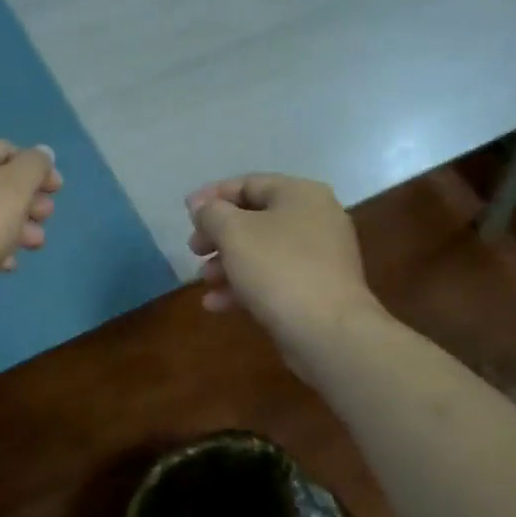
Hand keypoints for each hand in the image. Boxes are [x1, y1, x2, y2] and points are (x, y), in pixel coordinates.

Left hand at [0, 136, 61, 313]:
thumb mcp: (14, 188)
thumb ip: (34, 166)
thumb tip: (42, 153)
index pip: (6, 150)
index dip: (37, 169)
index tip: (58, 193)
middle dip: (26, 202)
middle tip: (45, 221)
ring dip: (12, 225)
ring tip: (33, 246)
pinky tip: (5, 264)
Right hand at [186, 173, 378, 367]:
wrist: (329, 333)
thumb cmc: (278, 269)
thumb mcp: (233, 232)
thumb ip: (211, 213)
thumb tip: (201, 206)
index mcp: (300, 194)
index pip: (248, 184)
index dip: (212, 196)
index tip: (186, 213)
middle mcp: (316, 218)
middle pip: (254, 218)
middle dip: (218, 235)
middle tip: (194, 249)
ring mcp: (320, 257)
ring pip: (262, 251)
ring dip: (227, 263)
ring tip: (203, 280)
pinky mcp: (318, 290)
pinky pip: (274, 278)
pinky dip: (245, 286)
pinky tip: (216, 304)